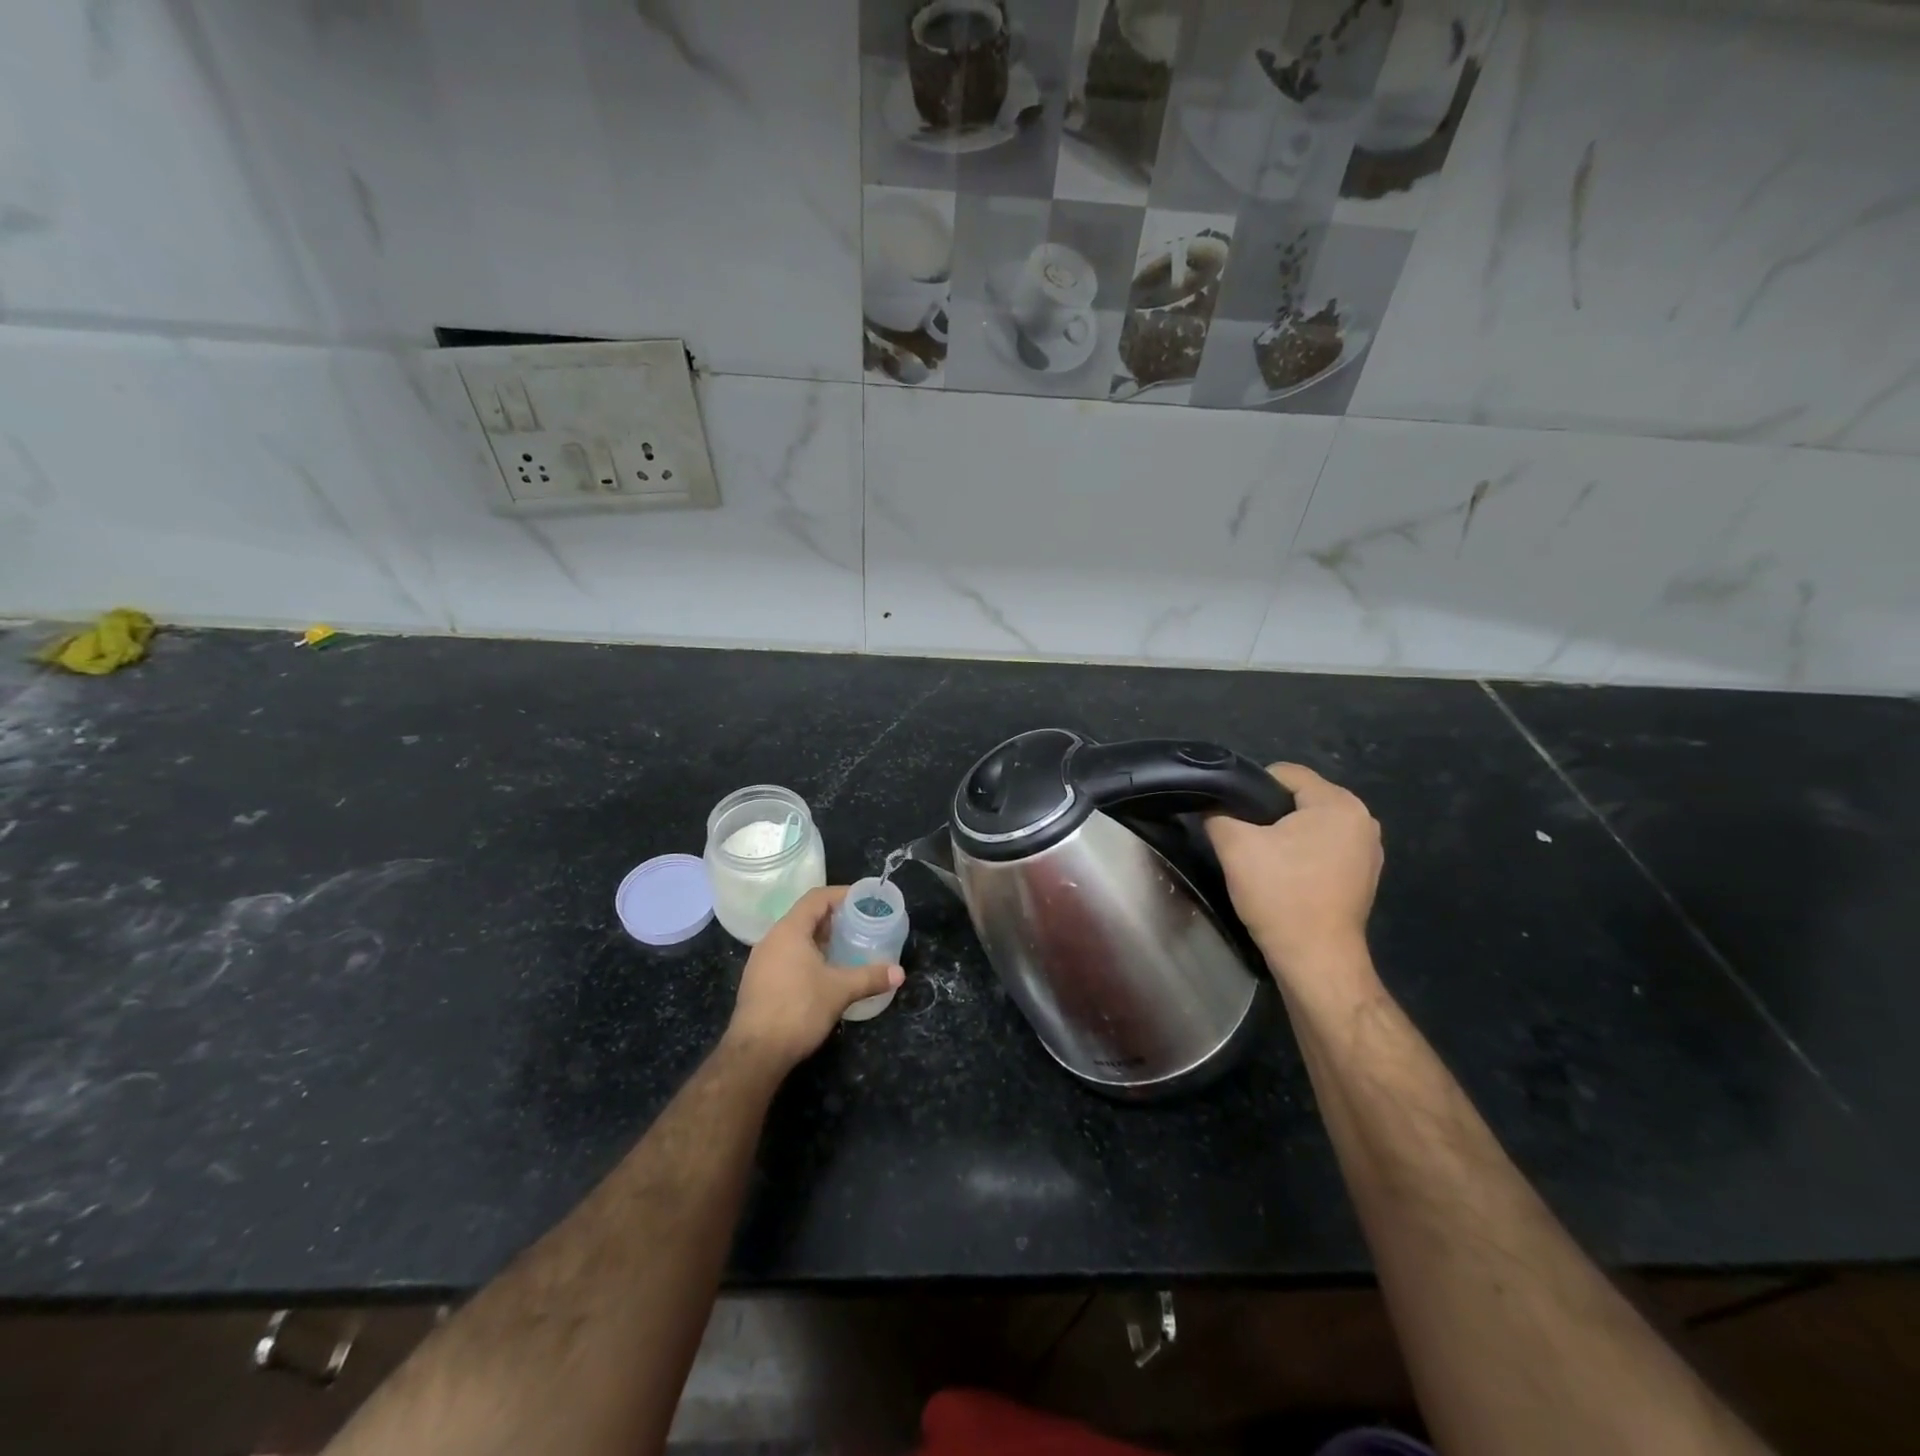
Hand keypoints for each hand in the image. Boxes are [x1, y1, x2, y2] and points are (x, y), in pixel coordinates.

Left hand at [723, 887, 902, 1074]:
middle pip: (805, 916)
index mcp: (789, 930)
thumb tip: (899, 973)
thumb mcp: (840, 991)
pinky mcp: (758, 982)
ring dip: (820, 939)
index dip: (841, 894)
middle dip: (834, 918)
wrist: (755, 1053)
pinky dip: (807, 956)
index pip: (816, 898)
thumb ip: (870, 977)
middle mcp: (772, 939)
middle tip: (860, 924)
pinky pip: (786, 956)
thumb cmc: (798, 1009)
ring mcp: (761, 961)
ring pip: (795, 938)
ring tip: (846, 948)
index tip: (863, 900)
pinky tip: (824, 973)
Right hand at [1206, 763, 1382, 996]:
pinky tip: (1285, 877)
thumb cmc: (1280, 894)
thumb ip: (1218, 814)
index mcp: (1338, 803)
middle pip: (1299, 798)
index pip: (1284, 773)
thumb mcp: (1234, 846)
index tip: (1231, 815)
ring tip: (1261, 860)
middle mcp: (1363, 819)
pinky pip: (1325, 848)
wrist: (1315, 959)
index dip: (1250, 788)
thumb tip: (1213, 806)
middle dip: (1268, 813)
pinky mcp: (1365, 876)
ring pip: (1311, 825)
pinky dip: (1303, 856)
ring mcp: (1369, 850)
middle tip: (1243, 840)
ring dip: (1286, 836)